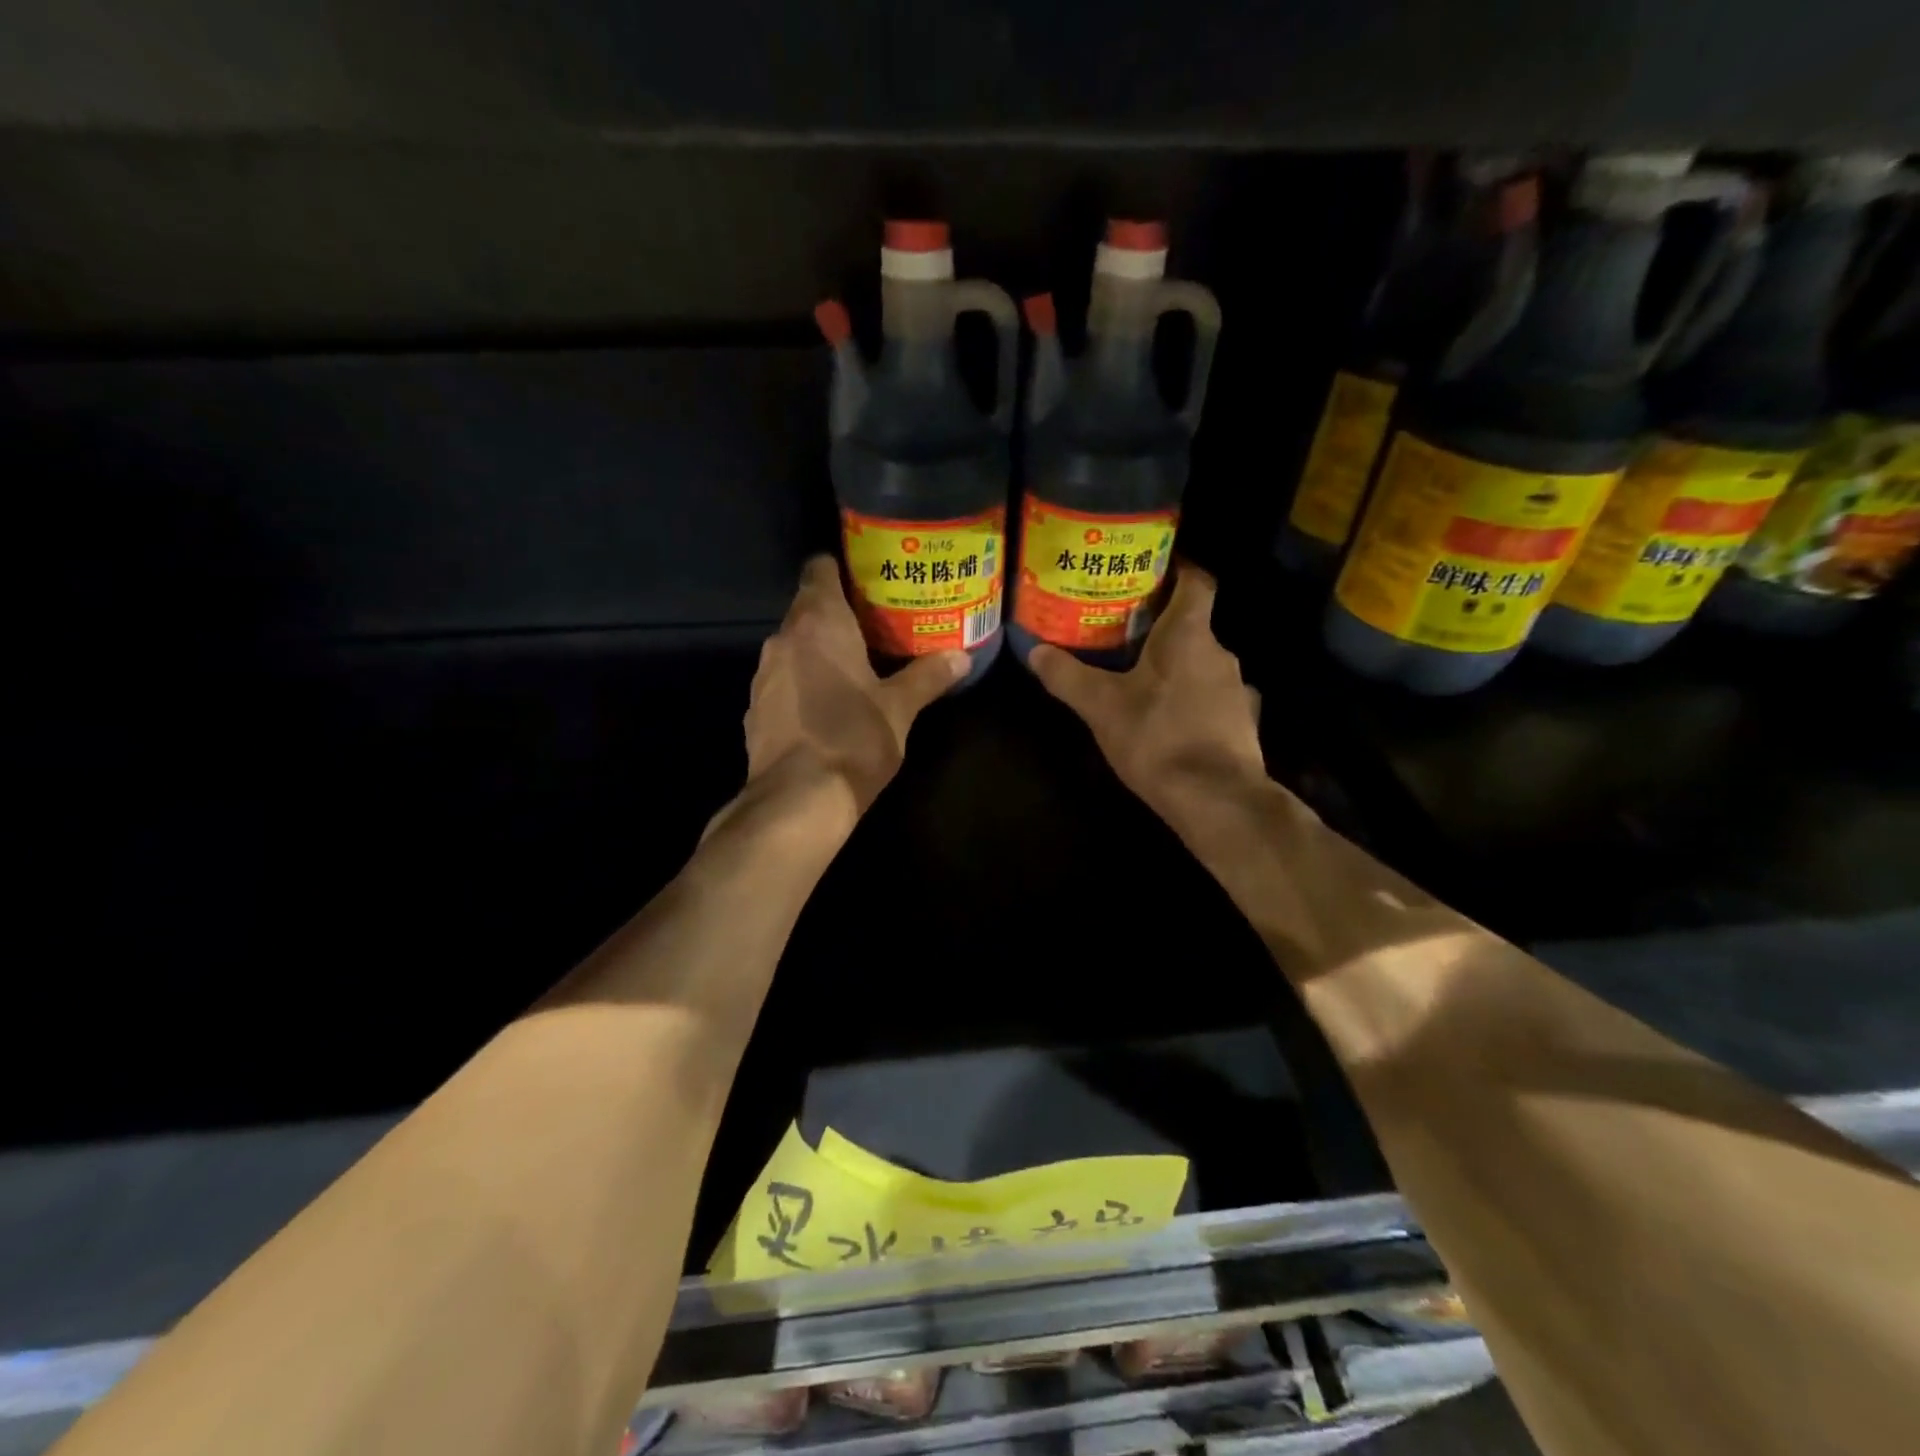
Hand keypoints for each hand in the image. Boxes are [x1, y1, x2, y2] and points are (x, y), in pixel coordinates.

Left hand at [743, 555, 967, 817]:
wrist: (796, 801)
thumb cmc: (853, 739)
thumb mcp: (900, 708)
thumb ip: (928, 676)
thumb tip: (962, 657)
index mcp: (818, 623)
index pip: (820, 569)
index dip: (843, 570)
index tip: (870, 582)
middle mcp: (783, 639)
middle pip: (808, 609)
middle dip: (840, 615)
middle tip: (878, 628)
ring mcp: (763, 675)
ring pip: (794, 647)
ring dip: (819, 652)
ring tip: (856, 667)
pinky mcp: (755, 708)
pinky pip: (783, 680)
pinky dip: (803, 683)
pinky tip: (826, 707)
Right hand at [1029, 565, 1266, 818]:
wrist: (1217, 800)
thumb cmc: (1158, 738)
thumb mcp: (1102, 707)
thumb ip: (1068, 677)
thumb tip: (1034, 652)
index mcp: (1190, 635)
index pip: (1197, 581)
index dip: (1178, 569)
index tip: (1151, 569)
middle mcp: (1220, 653)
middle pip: (1194, 624)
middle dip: (1161, 624)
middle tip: (1123, 629)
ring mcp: (1236, 689)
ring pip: (1202, 662)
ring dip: (1175, 664)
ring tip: (1140, 675)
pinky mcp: (1241, 723)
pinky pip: (1212, 695)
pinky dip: (1190, 696)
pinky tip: (1168, 717)